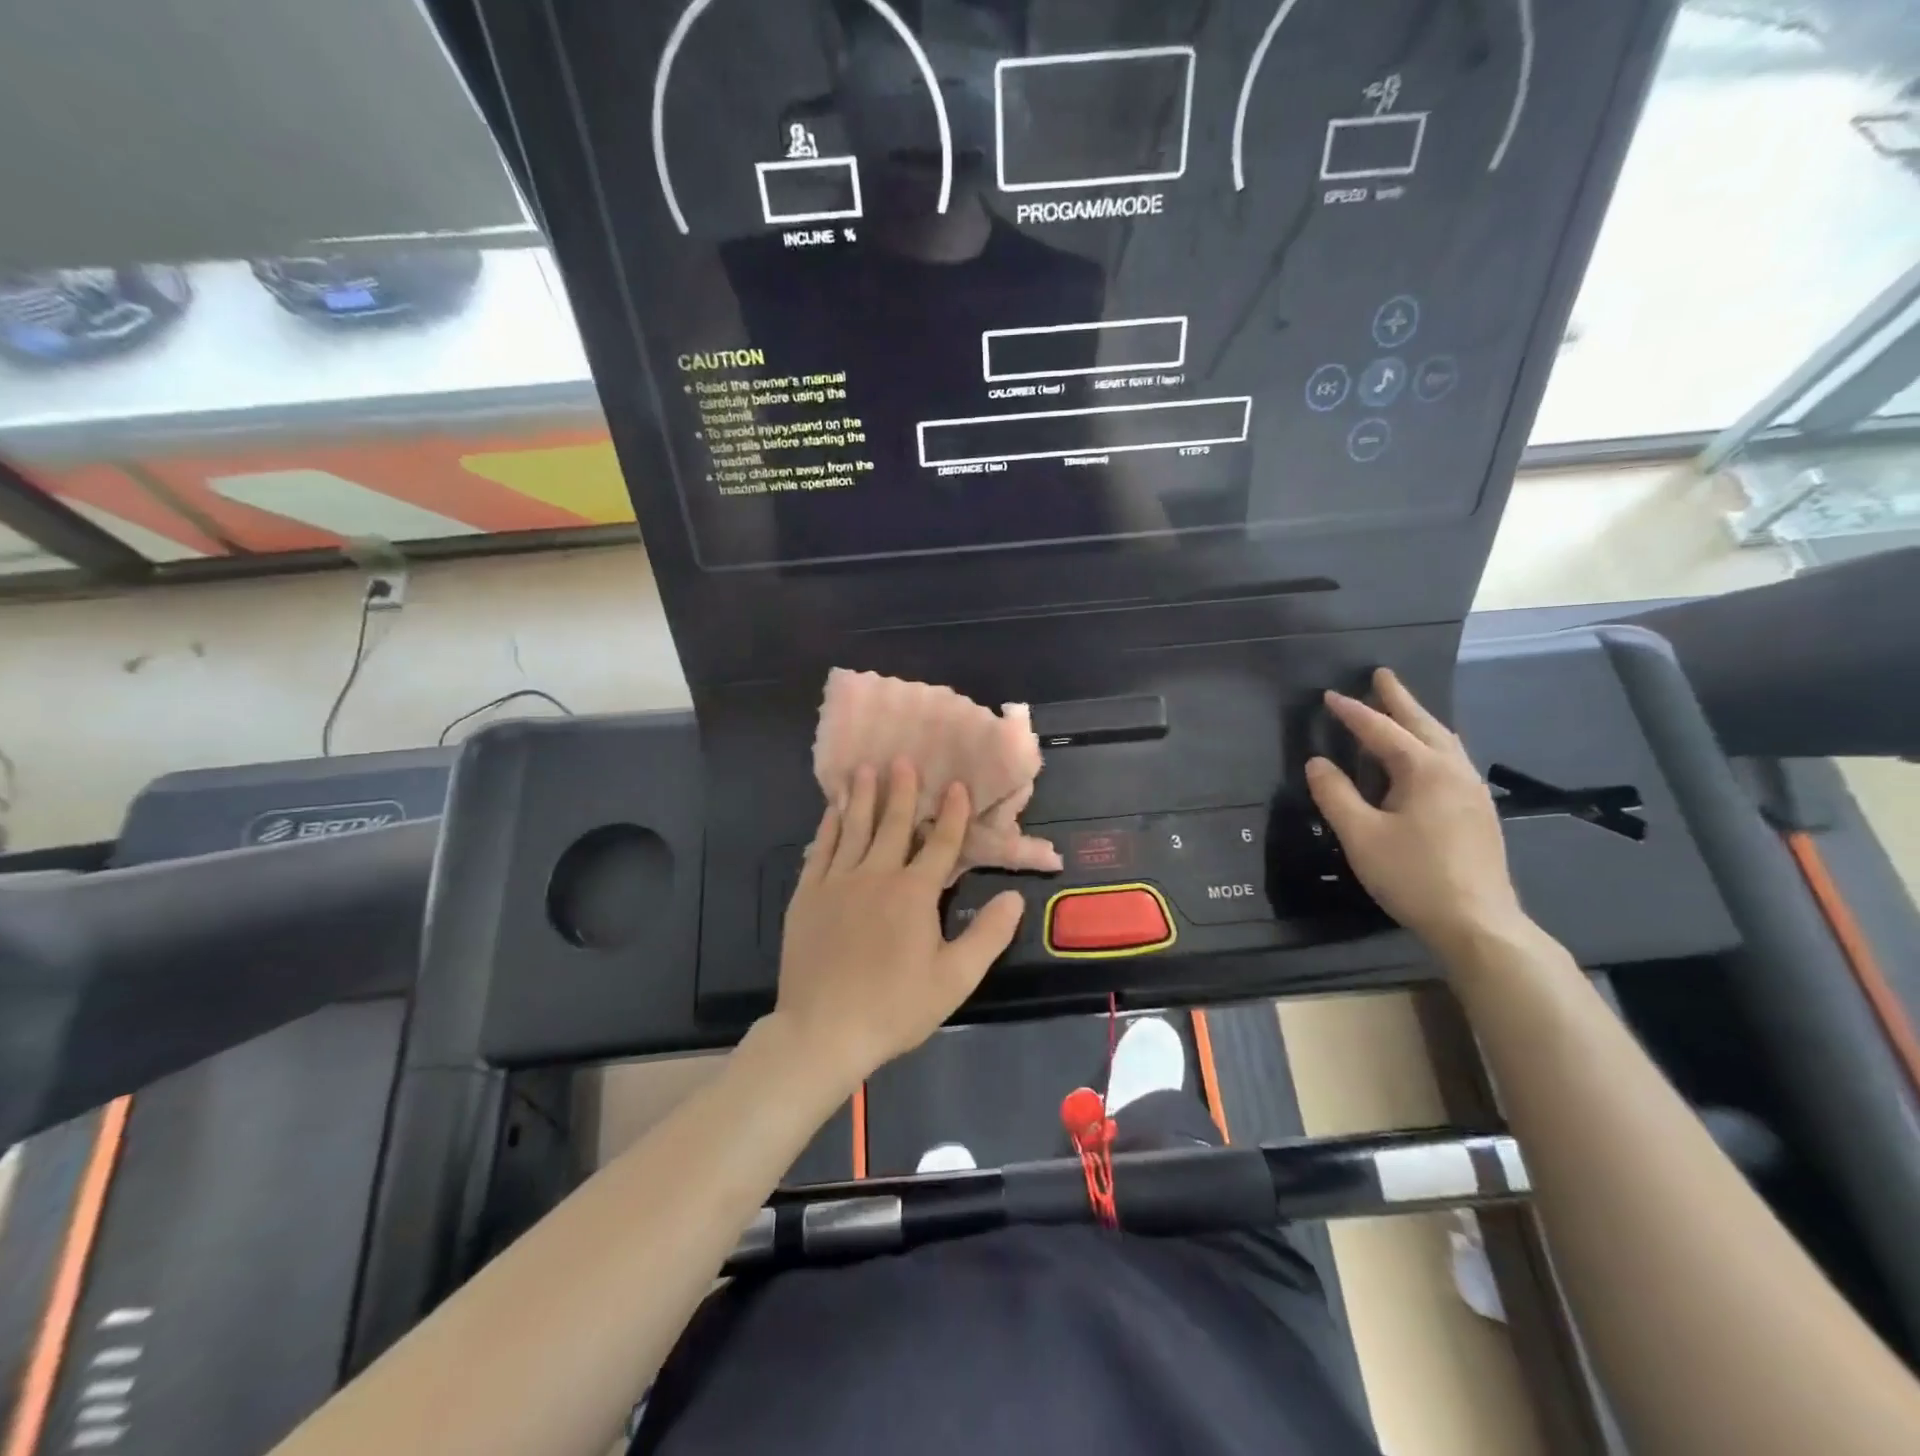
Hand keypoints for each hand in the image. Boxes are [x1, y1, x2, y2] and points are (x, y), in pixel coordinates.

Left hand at [774, 758, 1025, 1090]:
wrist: (823, 1030)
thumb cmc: (895, 1007)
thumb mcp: (954, 979)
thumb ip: (988, 935)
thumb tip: (1014, 897)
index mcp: (915, 893)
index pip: (941, 844)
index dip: (952, 813)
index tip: (956, 785)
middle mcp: (876, 875)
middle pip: (893, 824)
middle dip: (902, 790)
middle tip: (904, 759)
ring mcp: (837, 882)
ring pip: (854, 828)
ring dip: (863, 797)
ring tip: (866, 768)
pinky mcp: (808, 895)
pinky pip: (821, 849)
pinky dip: (829, 826)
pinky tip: (833, 810)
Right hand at [1305, 668, 1527, 952]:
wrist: (1477, 922)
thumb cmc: (1413, 875)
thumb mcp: (1360, 835)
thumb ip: (1335, 794)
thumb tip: (1317, 762)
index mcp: (1425, 770)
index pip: (1382, 731)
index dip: (1353, 712)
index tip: (1329, 695)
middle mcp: (1454, 770)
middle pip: (1423, 724)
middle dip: (1399, 699)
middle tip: (1381, 675)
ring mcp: (1472, 790)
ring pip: (1444, 740)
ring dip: (1420, 719)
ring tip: (1403, 708)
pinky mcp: (1478, 810)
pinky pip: (1452, 759)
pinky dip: (1433, 743)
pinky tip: (1426, 755)